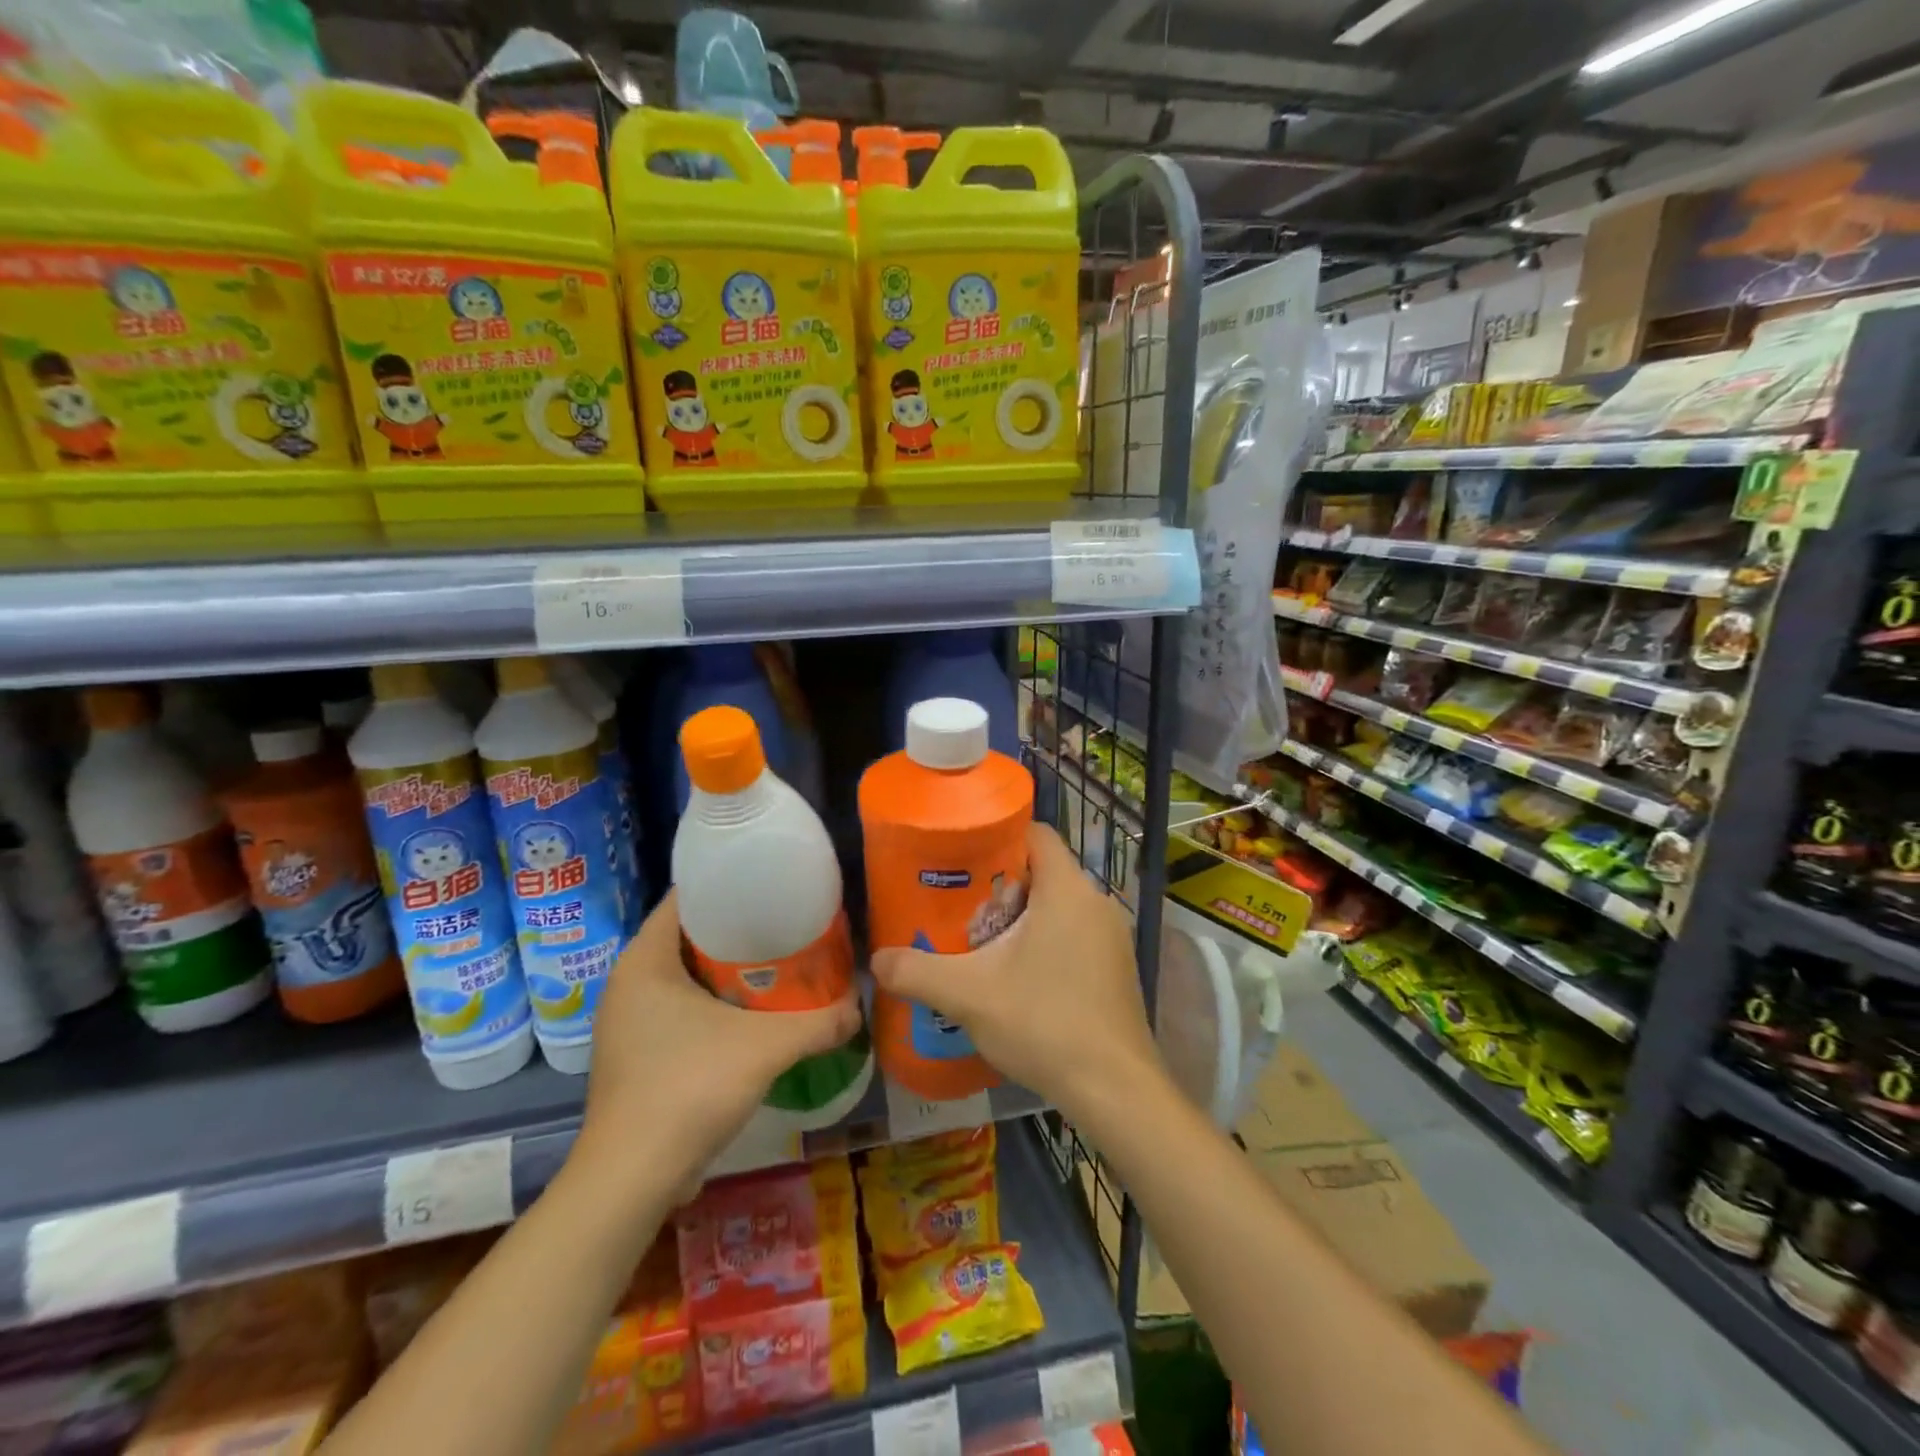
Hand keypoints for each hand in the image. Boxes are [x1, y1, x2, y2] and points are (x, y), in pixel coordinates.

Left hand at [573, 890, 861, 1194]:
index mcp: (644, 961)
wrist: (632, 1180)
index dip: (728, 883)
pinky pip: (681, 1007)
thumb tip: (860, 1005)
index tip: (770, 882)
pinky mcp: (638, 1054)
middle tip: (787, 921)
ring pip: (686, 975)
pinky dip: (716, 1001)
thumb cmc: (688, 1088)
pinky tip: (755, 1011)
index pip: (684, 898)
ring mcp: (629, 1021)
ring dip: (729, 969)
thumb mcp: (765, 1047)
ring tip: (780, 961)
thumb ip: (818, 1022)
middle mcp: (629, 983)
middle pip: (690, 935)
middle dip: (738, 927)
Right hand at [870, 823, 1166, 1124]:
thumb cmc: (1044, 1022)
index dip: (997, 836)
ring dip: (1021, 917)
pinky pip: (1074, 934)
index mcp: (1067, 889)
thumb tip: (875, 960)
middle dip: (1000, 885)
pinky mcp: (1116, 968)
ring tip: (981, 943)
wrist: (1114, 1090)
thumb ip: (917, 972)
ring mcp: (1112, 937)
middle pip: (1043, 871)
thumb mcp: (969, 995)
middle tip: (960, 908)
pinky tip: (1017, 978)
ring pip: (1058, 906)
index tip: (961, 857)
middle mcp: (1096, 902)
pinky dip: (1044, 942)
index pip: (1034, 833)